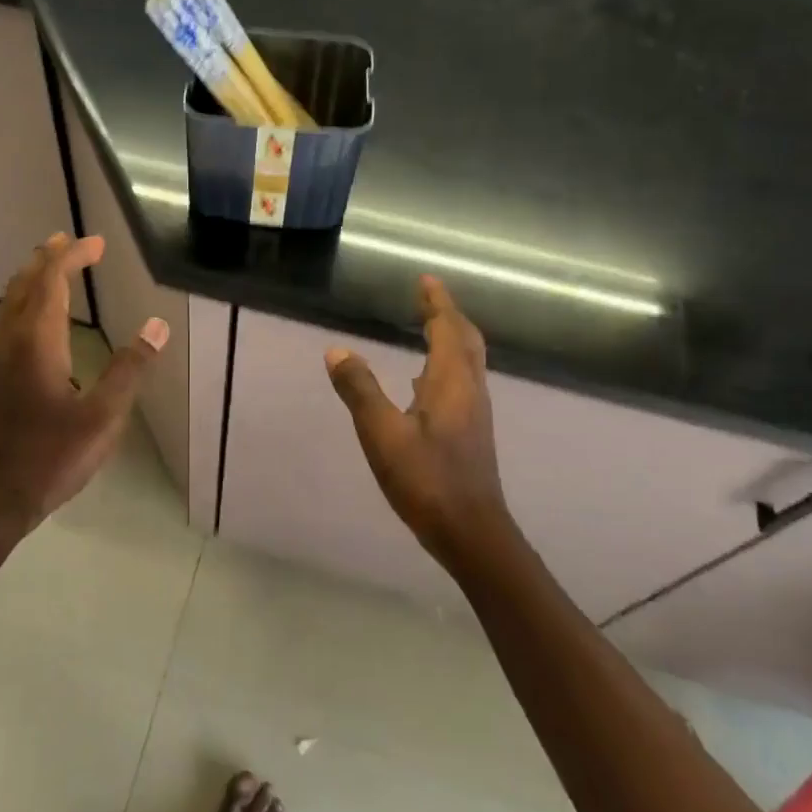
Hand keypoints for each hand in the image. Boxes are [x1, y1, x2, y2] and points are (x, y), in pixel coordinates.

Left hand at [0, 233, 167, 531]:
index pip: (51, 281)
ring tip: (54, 269)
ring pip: (10, 304)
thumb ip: (129, 370)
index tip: (97, 242)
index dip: (73, 256)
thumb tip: (156, 326)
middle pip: (24, 285)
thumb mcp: (101, 418)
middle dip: (47, 258)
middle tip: (69, 241)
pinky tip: (40, 325)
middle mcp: (10, 343)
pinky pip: (8, 324)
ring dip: (33, 279)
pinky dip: (26, 304)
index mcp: (36, 343)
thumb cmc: (49, 458)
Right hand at [324, 275, 512, 562]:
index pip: (448, 328)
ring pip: (466, 362)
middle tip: (427, 297)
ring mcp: (474, 413)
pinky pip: (460, 382)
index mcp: (451, 382)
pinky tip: (422, 382)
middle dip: (448, 314)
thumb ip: (360, 391)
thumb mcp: (383, 434)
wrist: (471, 532)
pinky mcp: (470, 432)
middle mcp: (469, 390)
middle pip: (465, 340)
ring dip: (450, 338)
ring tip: (427, 328)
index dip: (437, 302)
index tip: (425, 280)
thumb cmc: (427, 480)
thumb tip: (337, 351)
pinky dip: (445, 365)